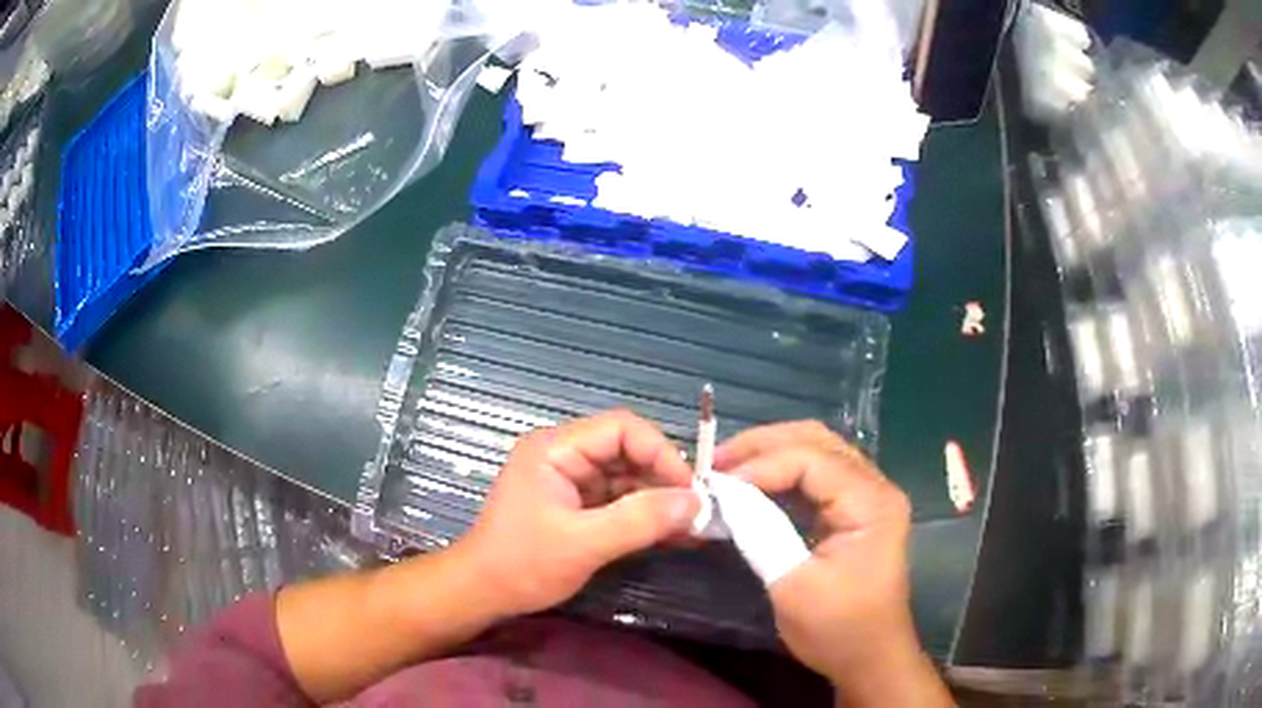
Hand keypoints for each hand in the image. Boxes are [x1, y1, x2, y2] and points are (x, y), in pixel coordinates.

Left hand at [457, 410, 699, 617]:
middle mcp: (564, 455)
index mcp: (556, 448)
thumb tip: (696, 502)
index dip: (661, 453)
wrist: (483, 593)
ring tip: (691, 528)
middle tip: (696, 513)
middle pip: (627, 451)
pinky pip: (619, 500)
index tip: (689, 490)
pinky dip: (644, 516)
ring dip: (658, 500)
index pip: (621, 428)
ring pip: (627, 477)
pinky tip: (671, 535)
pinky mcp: (576, 505)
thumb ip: (639, 520)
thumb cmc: (523, 564)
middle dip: (663, 480)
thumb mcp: (583, 544)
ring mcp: (570, 481)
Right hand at [715, 422, 950, 704]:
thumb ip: (760, 533)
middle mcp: (876, 487)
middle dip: (763, 445)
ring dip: (771, 454)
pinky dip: (782, 474)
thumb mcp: (793, 586)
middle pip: (817, 440)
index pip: (811, 460)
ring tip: (728, 469)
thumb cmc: (837, 629)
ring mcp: (868, 497)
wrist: (870, 658)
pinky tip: (754, 485)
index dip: (760, 465)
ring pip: (817, 451)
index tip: (715, 484)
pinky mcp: (856, 511)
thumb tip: (723, 496)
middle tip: (716, 462)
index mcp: (871, 503)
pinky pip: (817, 475)